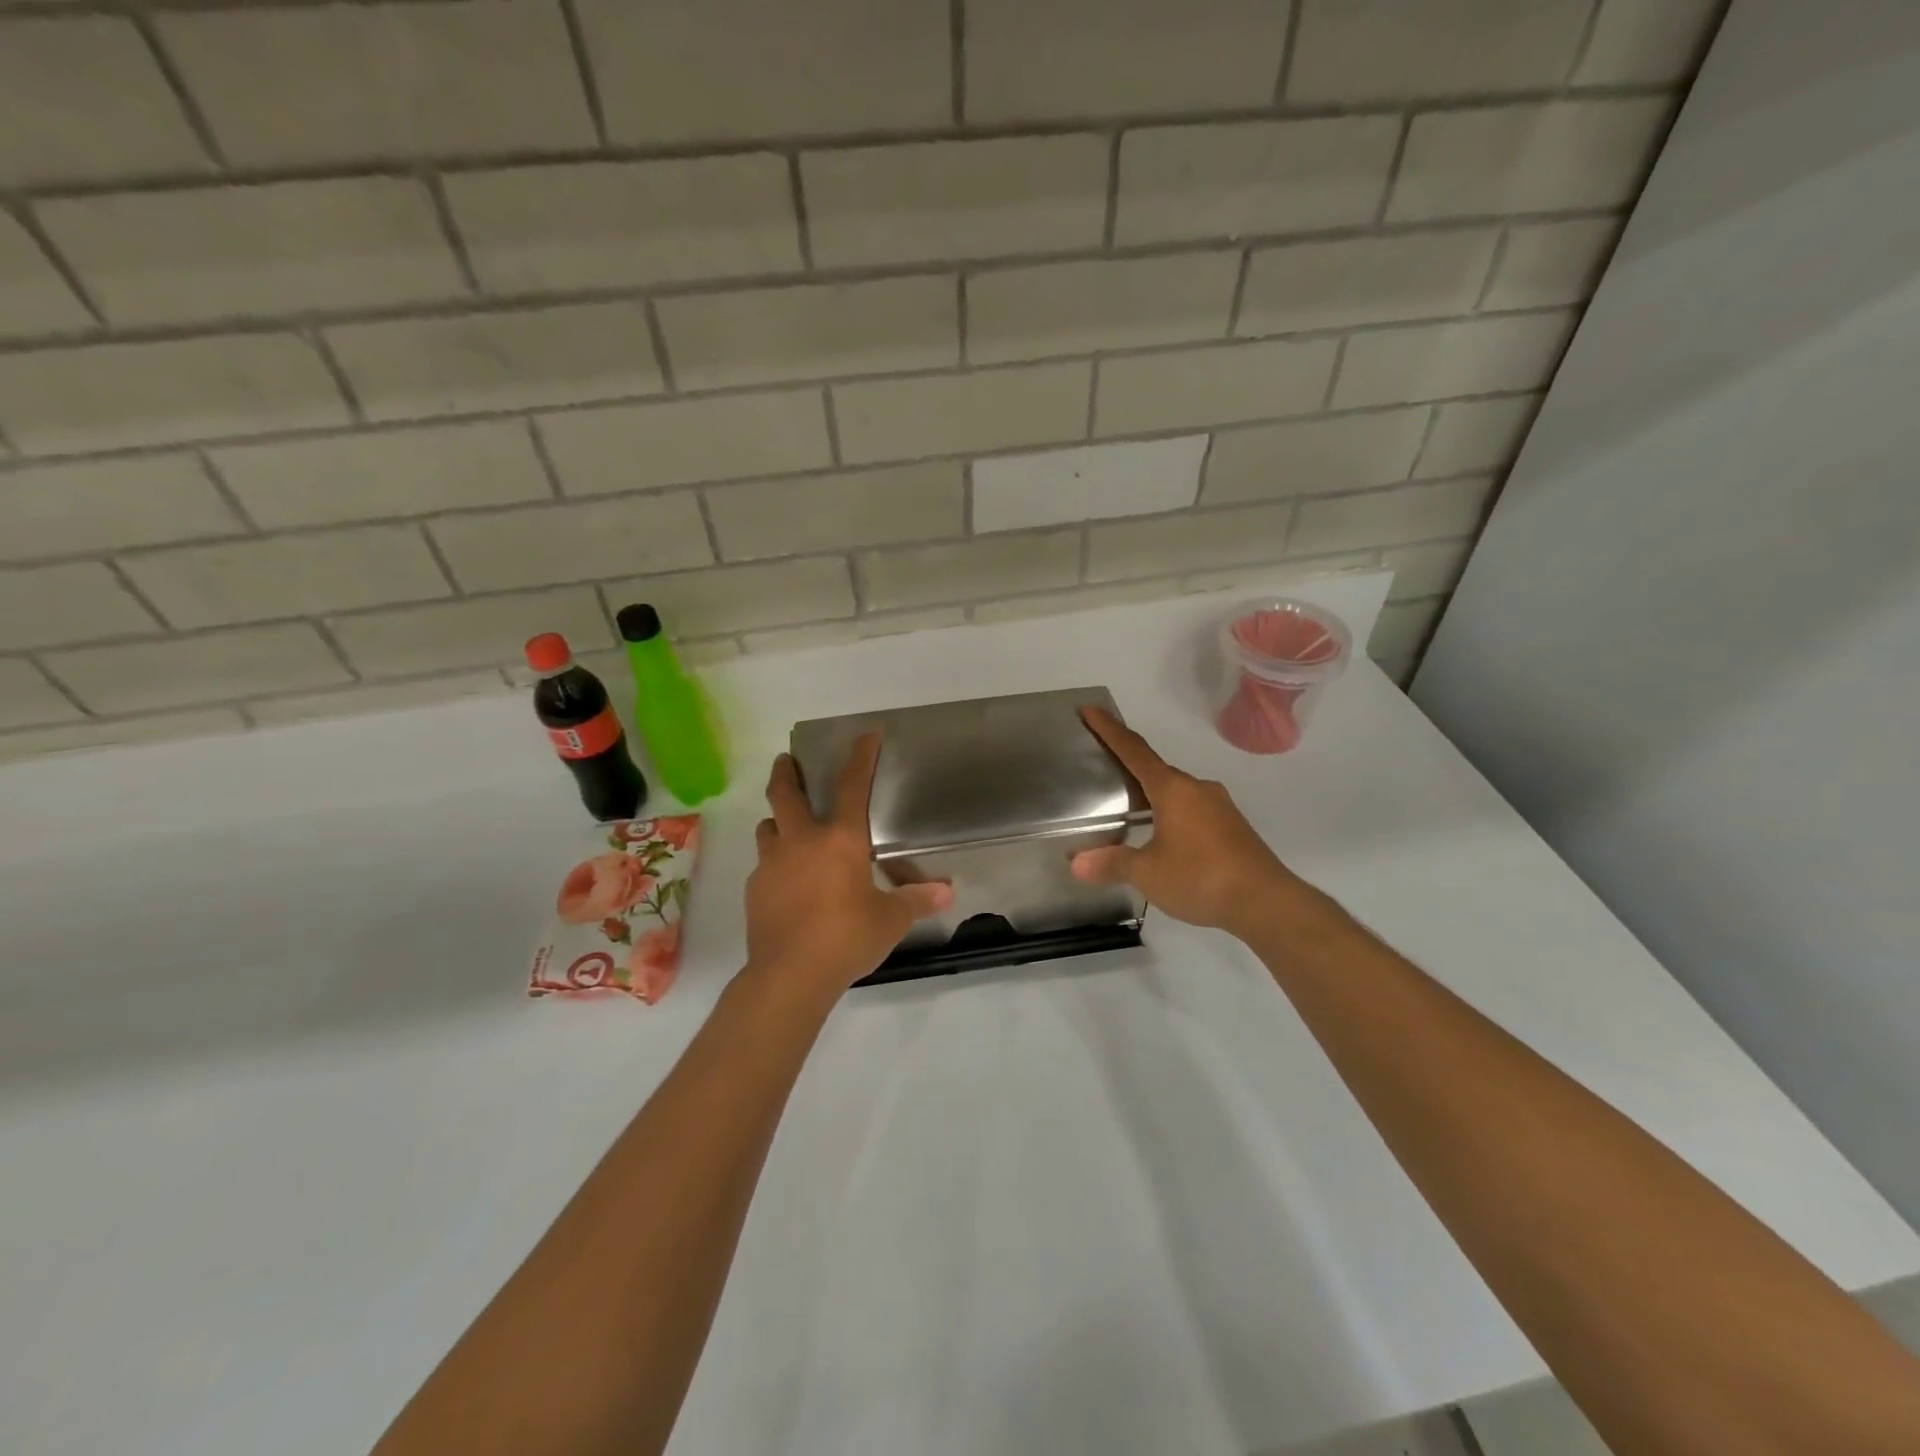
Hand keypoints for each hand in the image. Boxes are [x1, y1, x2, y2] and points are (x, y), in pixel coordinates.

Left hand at [745, 734, 952, 994]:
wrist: (790, 976)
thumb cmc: (847, 938)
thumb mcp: (890, 920)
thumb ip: (916, 900)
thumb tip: (948, 892)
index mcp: (840, 840)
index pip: (851, 786)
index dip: (860, 758)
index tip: (865, 736)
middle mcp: (801, 842)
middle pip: (784, 793)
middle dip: (785, 772)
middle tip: (786, 761)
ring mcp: (771, 864)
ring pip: (767, 826)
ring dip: (777, 819)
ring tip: (787, 826)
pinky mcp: (754, 889)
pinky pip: (763, 864)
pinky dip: (774, 862)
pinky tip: (786, 881)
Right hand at [1071, 707, 1300, 939]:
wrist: (1266, 902)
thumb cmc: (1200, 877)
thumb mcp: (1148, 873)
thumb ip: (1112, 863)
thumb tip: (1077, 864)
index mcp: (1173, 789)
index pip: (1134, 751)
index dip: (1110, 730)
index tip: (1091, 710)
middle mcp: (1197, 789)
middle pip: (1156, 770)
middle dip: (1130, 766)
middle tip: (1103, 765)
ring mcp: (1219, 807)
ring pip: (1176, 791)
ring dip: (1152, 794)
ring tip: (1129, 806)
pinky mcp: (1232, 827)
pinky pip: (1192, 809)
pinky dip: (1171, 812)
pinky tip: (1163, 835)